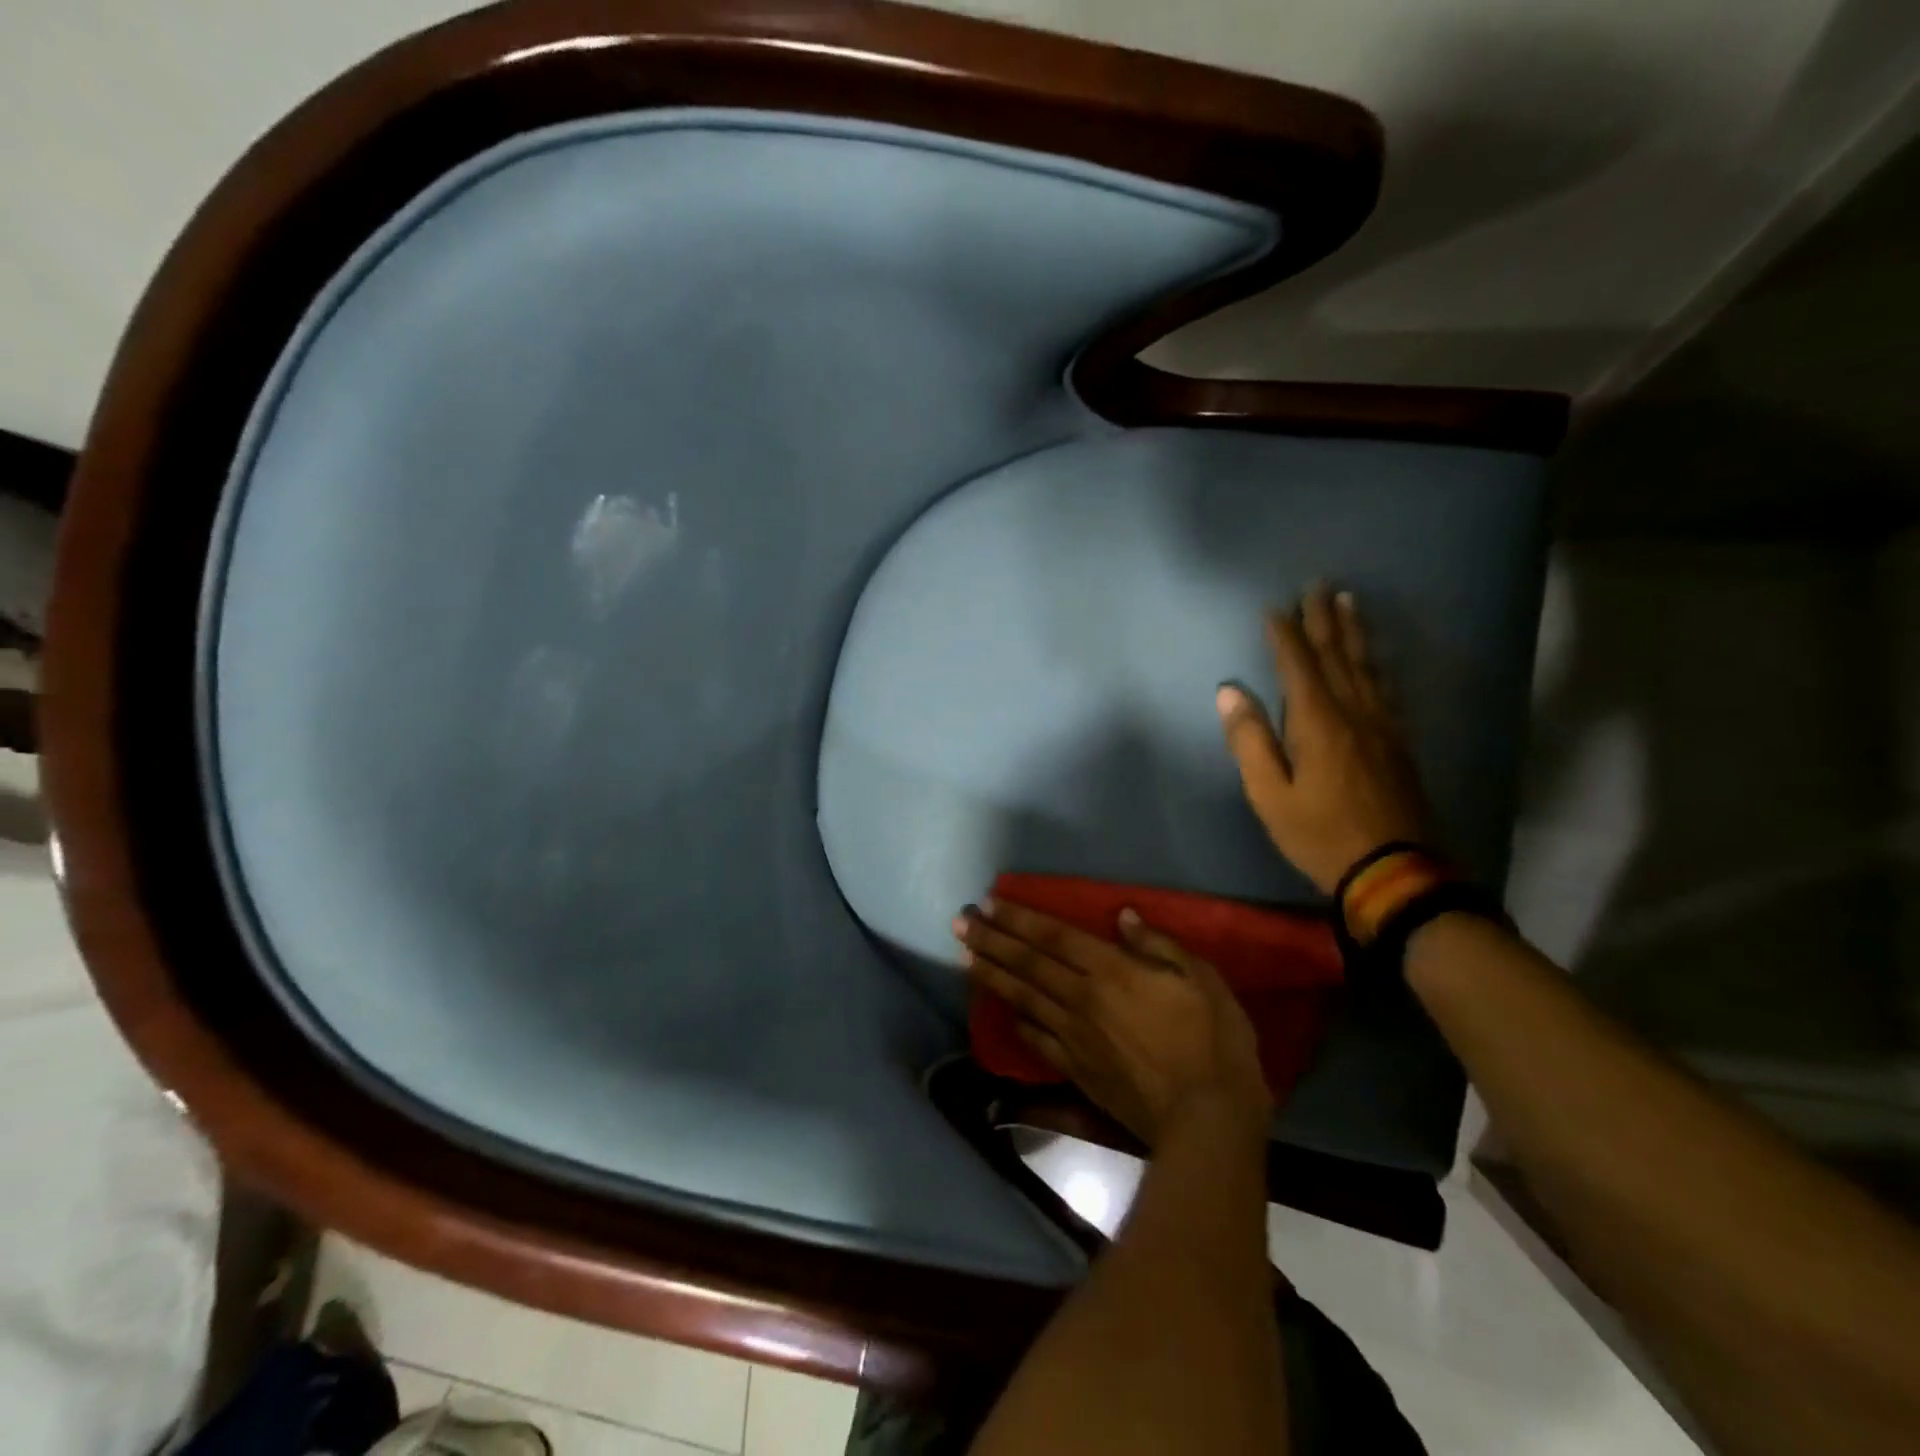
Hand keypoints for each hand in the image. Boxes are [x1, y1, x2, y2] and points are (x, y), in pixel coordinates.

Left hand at [957, 899, 1269, 1147]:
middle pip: (1027, 963)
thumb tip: (1123, 917)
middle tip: (960, 922)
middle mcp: (1082, 998)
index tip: (990, 903)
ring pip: (1023, 998)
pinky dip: (1016, 1021)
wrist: (1206, 1122)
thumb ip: (1158, 945)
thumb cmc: (1213, 1042)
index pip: (1054, 937)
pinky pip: (1036, 1039)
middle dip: (991, 940)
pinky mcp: (1075, 1071)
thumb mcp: (1202, 979)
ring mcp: (1074, 1036)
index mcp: (1111, 971)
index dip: (1020, 918)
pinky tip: (1003, 1010)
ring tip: (964, 956)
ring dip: (991, 974)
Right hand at [1217, 586, 1430, 894]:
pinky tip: (1373, 660)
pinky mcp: (1398, 743)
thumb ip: (1250, 740)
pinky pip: (1384, 689)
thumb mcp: (1270, 795)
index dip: (1285, 634)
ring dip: (1353, 632)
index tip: (1274, 607)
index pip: (1298, 665)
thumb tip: (1229, 691)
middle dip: (1324, 619)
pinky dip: (1374, 664)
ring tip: (1349, 602)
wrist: (1394, 870)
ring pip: (1366, 667)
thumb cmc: (1320, 834)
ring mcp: (1382, 726)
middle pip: (1337, 656)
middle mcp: (1354, 713)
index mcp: (1318, 723)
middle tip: (1319, 584)